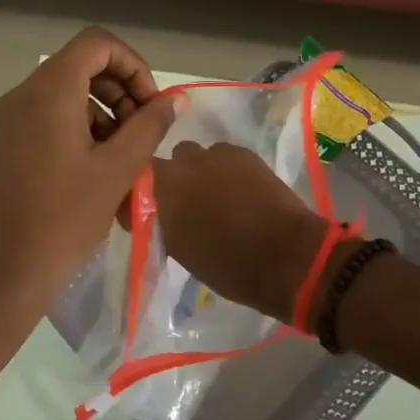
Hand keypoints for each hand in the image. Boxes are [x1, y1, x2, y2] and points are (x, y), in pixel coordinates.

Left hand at [0, 28, 181, 382]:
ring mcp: (13, 119)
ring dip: (107, 115)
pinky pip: (54, 119)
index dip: (133, 65)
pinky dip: (84, 132)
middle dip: (122, 92)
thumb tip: (175, 98)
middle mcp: (25, 94)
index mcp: (50, 90)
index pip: (98, 44)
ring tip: (126, 160)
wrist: (3, 270)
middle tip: (144, 134)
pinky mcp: (10, 143)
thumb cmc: (64, 217)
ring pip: (70, 94)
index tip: (151, 106)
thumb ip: (150, 125)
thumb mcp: (117, 169)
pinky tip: (101, 172)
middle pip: (83, 66)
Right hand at [150, 141, 333, 323]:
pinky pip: (224, 157)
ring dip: (201, 173)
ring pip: (197, 157)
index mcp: (160, 189)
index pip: (134, 181)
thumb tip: (160, 215)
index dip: (140, 196)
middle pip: (168, 165)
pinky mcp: (244, 153)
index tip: (148, 214)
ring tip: (218, 198)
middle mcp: (182, 164)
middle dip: (174, 181)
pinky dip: (227, 171)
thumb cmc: (227, 266)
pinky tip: (241, 192)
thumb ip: (162, 224)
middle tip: (188, 207)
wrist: (285, 256)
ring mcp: (215, 154)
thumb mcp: (180, 250)